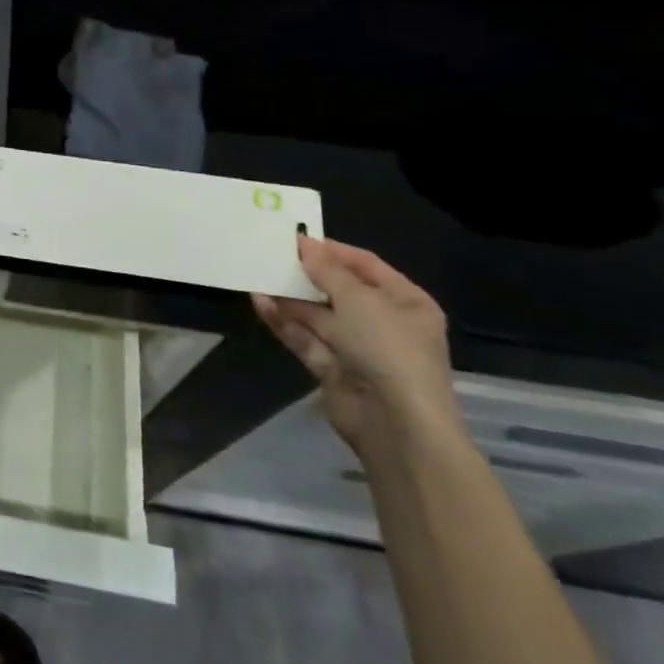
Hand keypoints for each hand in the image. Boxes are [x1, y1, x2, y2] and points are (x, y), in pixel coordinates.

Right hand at [253, 237, 460, 461]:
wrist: (397, 425)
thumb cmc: (389, 349)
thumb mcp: (359, 300)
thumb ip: (327, 270)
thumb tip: (304, 243)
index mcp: (406, 302)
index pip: (365, 265)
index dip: (331, 250)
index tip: (294, 237)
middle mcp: (384, 323)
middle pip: (338, 289)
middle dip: (306, 273)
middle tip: (270, 253)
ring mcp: (357, 348)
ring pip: (317, 314)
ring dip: (289, 296)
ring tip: (257, 273)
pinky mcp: (333, 368)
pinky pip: (306, 337)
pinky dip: (284, 321)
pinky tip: (260, 301)